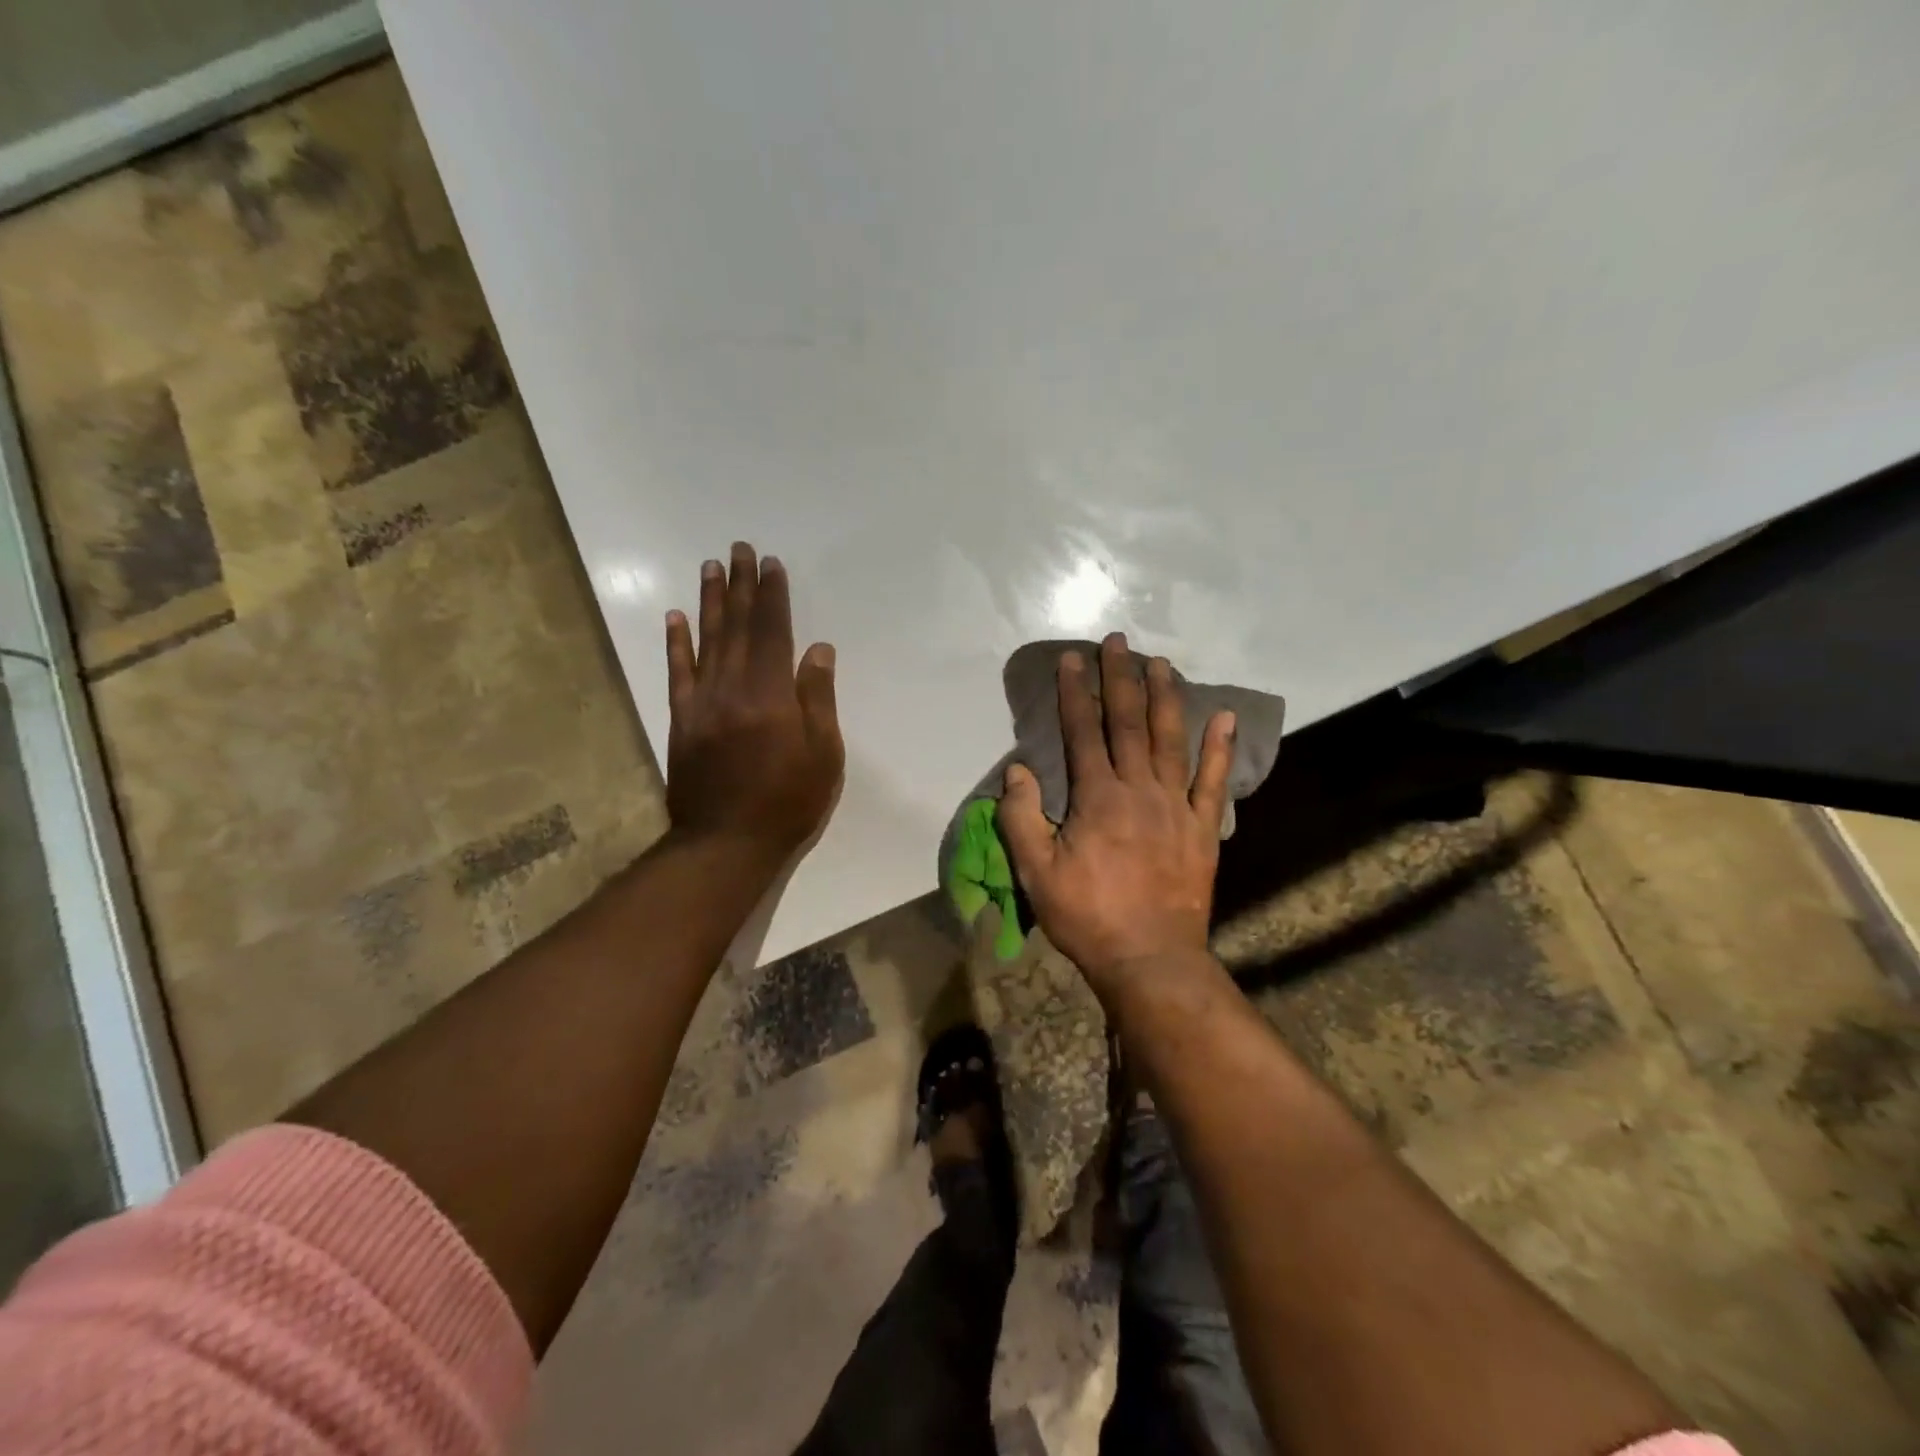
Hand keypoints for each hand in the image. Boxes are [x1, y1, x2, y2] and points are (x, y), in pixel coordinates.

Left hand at [664, 542, 843, 865]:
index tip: (771, 564)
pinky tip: (675, 617)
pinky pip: (677, 673)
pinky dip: (676, 643)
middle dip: (739, 586)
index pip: (772, 631)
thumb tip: (817, 649)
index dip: (772, 596)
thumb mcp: (823, 754)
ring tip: (711, 567)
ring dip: (709, 602)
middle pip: (736, 626)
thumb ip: (818, 698)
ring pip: (706, 641)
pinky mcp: (681, 721)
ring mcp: (701, 702)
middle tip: (739, 549)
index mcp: (770, 694)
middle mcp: (732, 687)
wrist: (725, 843)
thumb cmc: (787, 802)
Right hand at [998, 634, 1233, 991]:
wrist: (1150, 958)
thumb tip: (1016, 771)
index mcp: (1097, 797)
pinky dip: (1219, 747)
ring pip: (1171, 739)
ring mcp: (1176, 805)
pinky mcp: (1202, 827)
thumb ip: (1021, 818)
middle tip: (1118, 642)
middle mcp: (1139, 789)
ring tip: (1161, 663)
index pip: (1082, 732)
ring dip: (1165, 698)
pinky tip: (1224, 716)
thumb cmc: (1088, 916)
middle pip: (1129, 723)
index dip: (1076, 692)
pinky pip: (1213, 780)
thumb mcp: (1037, 873)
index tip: (1072, 658)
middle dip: (1121, 679)